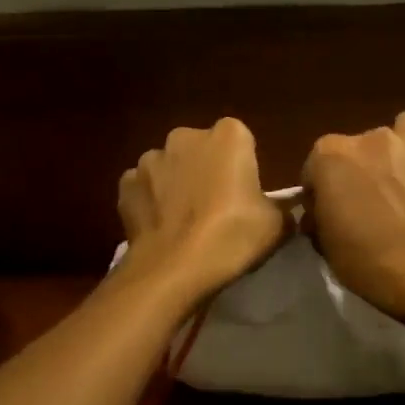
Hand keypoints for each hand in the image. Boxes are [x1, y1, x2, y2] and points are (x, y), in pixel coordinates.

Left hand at [117, 119, 287, 303]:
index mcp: (228, 136)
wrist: (174, 268)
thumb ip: (280, 206)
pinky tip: (160, 228)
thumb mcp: (277, 224)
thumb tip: (279, 207)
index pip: (240, 141)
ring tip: (184, 222)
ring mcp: (150, 159)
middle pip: (200, 150)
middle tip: (216, 208)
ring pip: (169, 168)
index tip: (244, 194)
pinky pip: (143, 189)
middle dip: (206, 170)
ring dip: (175, 185)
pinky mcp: (125, 185)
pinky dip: (150, 202)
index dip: (242, 167)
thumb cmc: (232, 237)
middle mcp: (185, 137)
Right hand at [303, 111, 404, 321]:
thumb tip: (322, 213)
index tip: (327, 213)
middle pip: (362, 144)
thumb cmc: (362, 258)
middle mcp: (374, 140)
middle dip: (364, 166)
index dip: (320, 189)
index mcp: (332, 155)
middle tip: (369, 200)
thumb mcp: (324, 243)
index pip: (316, 164)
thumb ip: (321, 216)